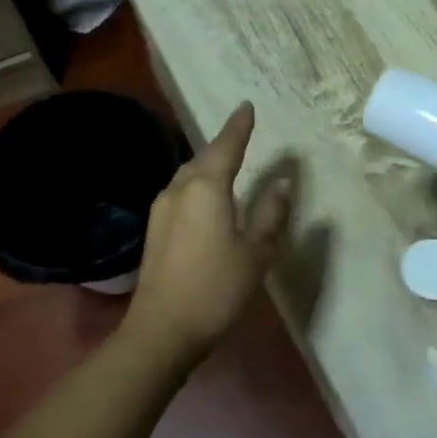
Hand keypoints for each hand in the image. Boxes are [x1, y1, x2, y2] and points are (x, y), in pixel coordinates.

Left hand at [128, 102, 292, 362]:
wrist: (162, 330)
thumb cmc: (216, 288)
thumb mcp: (256, 252)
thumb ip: (271, 214)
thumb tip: (281, 182)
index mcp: (206, 188)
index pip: (226, 146)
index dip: (238, 126)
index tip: (246, 106)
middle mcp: (179, 190)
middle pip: (203, 157)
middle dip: (223, 144)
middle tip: (241, 133)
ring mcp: (162, 210)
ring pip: (188, 175)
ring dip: (208, 165)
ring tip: (227, 162)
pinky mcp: (155, 230)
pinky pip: (181, 192)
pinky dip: (198, 185)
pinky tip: (207, 197)